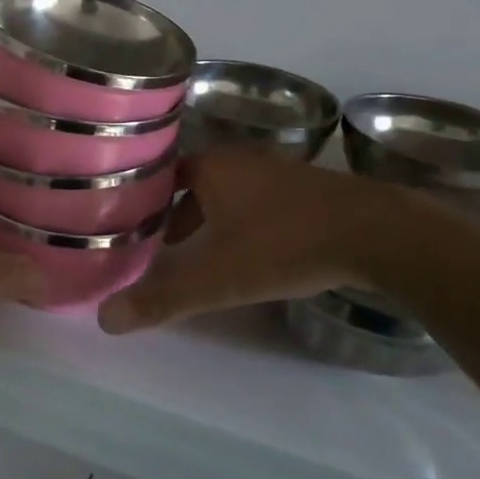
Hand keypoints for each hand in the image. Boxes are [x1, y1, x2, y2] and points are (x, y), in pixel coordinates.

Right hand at [97, 150, 381, 333]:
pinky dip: (244, 221)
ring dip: (211, 219)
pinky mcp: (307, 187)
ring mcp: (277, 170)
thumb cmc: (283, 244)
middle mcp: (241, 159)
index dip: (143, 200)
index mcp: (212, 166)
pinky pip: (259, 200)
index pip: (161, 175)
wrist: (374, 232)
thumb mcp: (218, 278)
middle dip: (175, 215)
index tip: (127, 226)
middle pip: (193, 184)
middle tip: (158, 247)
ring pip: (228, 193)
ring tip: (200, 254)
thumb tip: (105, 319)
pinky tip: (252, 251)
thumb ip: (163, 298)